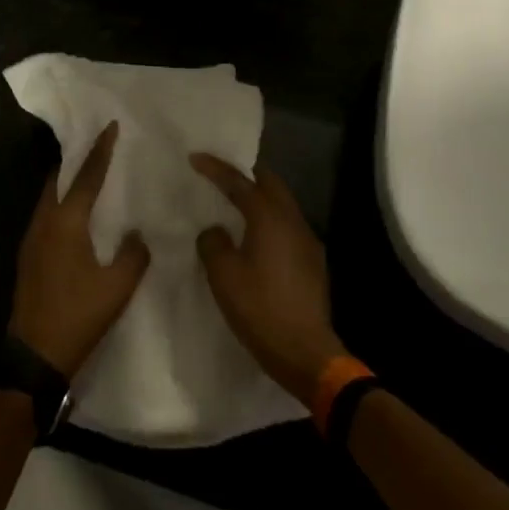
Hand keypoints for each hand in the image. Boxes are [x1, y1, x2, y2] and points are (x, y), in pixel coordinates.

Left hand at [9, 123, 150, 378]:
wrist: (34, 355)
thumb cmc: (78, 316)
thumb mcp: (118, 287)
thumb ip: (134, 253)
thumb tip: (136, 233)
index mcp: (66, 222)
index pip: (87, 176)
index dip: (100, 150)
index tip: (109, 126)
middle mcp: (44, 222)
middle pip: (59, 178)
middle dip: (78, 160)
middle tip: (98, 147)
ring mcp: (31, 238)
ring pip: (49, 196)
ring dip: (67, 181)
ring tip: (90, 175)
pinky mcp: (28, 255)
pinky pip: (46, 214)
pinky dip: (61, 202)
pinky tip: (77, 215)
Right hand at [192, 155, 347, 408]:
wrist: (305, 352)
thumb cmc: (260, 308)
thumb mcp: (223, 276)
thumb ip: (213, 244)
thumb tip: (216, 231)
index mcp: (269, 217)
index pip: (239, 182)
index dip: (216, 169)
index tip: (195, 158)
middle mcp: (293, 220)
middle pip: (270, 184)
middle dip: (246, 175)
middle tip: (221, 176)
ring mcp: (307, 241)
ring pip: (282, 205)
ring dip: (260, 199)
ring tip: (235, 205)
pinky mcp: (313, 262)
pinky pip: (287, 227)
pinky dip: (269, 221)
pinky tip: (255, 238)